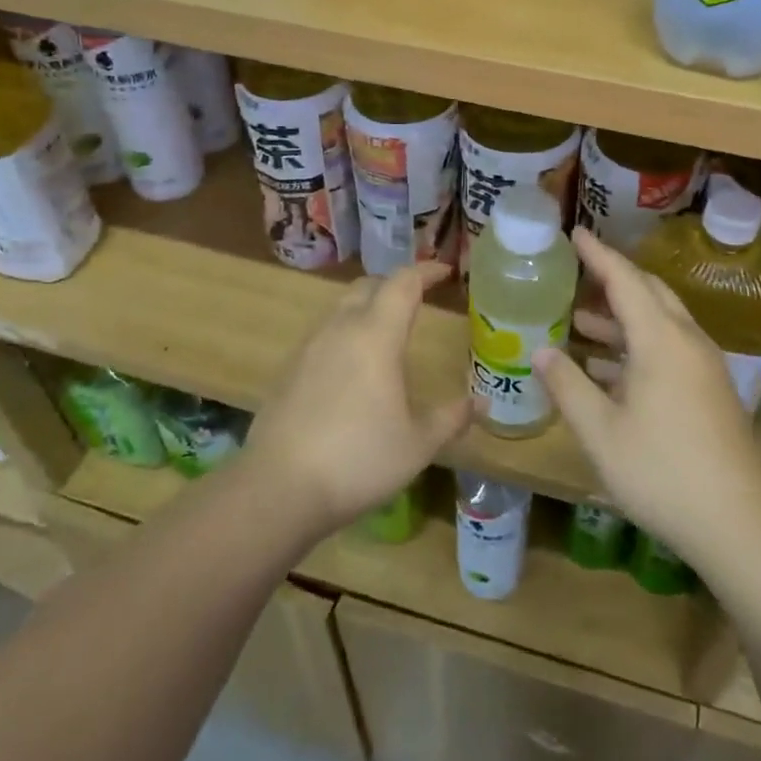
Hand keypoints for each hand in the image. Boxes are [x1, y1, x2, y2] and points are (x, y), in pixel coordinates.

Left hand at [245, 261, 471, 533]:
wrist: (278, 488)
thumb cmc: (358, 459)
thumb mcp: (418, 444)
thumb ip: (451, 417)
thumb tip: (482, 401)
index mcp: (375, 336)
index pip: (403, 283)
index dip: (426, 271)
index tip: (446, 272)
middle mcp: (340, 329)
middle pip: (368, 286)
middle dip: (395, 285)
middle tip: (418, 300)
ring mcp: (309, 348)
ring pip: (341, 308)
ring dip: (368, 307)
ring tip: (387, 332)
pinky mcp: (288, 370)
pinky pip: (324, 334)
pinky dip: (346, 333)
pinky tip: (353, 368)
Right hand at [534, 230, 760, 558]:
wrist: (737, 522)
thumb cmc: (661, 472)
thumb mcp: (600, 432)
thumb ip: (568, 386)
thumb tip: (542, 350)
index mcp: (660, 340)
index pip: (625, 280)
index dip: (598, 255)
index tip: (575, 233)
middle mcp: (686, 341)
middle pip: (649, 294)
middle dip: (613, 280)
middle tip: (577, 273)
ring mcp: (703, 366)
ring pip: (660, 323)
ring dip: (622, 318)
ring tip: (581, 322)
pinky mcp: (709, 390)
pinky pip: (669, 348)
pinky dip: (637, 346)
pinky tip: (609, 370)